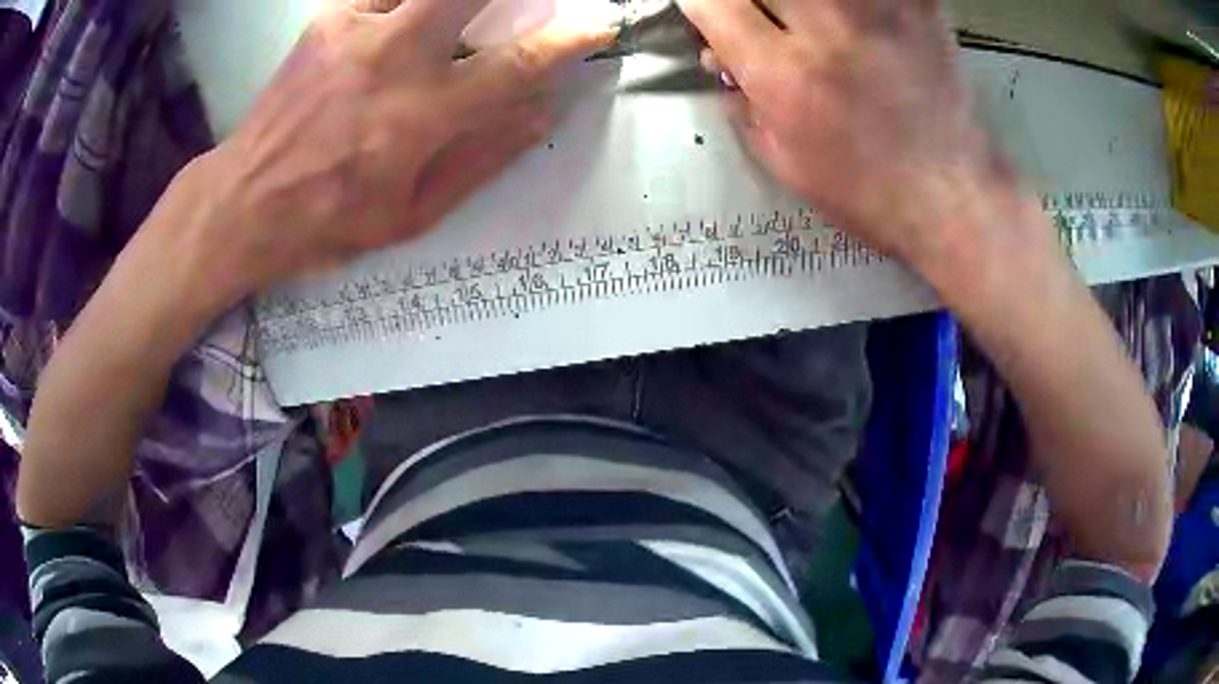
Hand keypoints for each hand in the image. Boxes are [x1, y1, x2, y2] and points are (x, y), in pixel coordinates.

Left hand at [181, 0, 615, 307]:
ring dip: (454, 1)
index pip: (518, 63)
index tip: (599, 25)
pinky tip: (403, 22)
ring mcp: (358, 30)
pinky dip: (407, 1)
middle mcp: (395, 59)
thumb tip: (542, 110)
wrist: (244, 201)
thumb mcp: (413, 214)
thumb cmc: (329, 220)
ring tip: (453, 25)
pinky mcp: (329, 19)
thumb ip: (482, 158)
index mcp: (420, 117)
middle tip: (523, 4)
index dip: (569, 39)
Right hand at [680, 0, 1012, 271]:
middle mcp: (826, 29)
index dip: (702, 3)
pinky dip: (865, 3)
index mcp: (785, 74)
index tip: (710, 11)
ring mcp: (879, 11)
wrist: (951, 196)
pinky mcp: (918, 7)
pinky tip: (862, 21)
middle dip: (751, 2)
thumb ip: (742, 104)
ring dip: (806, 6)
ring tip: (816, 26)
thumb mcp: (785, 162)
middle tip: (766, 23)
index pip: (714, 3)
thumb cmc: (867, 191)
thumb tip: (716, 59)